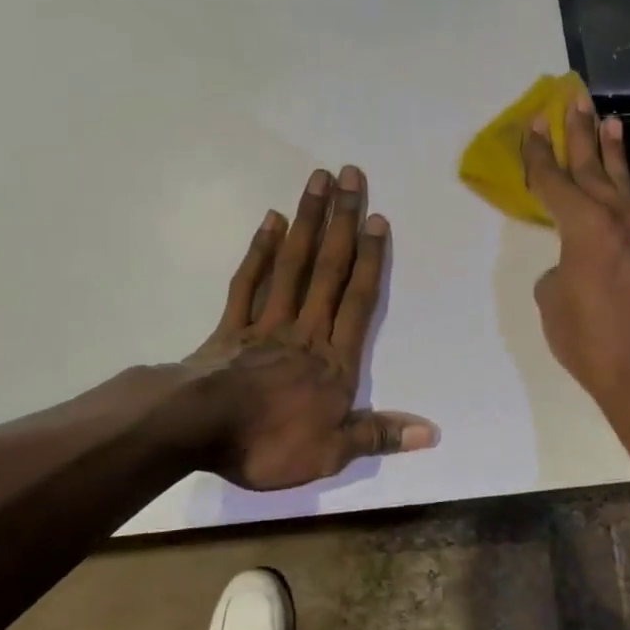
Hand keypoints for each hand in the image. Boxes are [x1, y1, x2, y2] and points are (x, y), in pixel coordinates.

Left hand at [184, 165, 437, 490]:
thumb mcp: (331, 453)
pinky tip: (271, 221)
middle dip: (342, 221)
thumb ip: (378, 435)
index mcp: (333, 361)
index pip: (359, 301)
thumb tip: (432, 432)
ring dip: (307, 221)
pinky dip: (260, 251)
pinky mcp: (231, 327)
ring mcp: (265, 324)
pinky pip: (249, 281)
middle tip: (350, 175)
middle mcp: (305, 331)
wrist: (197, 430)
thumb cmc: (268, 443)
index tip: (376, 219)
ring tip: (317, 180)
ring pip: (292, 265)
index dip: (371, 260)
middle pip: (329, 269)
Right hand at [523, 95, 629, 438]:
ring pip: (625, 184)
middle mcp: (623, 218)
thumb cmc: (592, 345)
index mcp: (586, 228)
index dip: (539, 153)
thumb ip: (560, 268)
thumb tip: (574, 262)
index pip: (555, 181)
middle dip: (579, 132)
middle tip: (571, 99)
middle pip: (594, 167)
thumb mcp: (554, 304)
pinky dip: (626, 195)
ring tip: (608, 120)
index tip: (531, 125)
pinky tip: (621, 191)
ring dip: (612, 153)